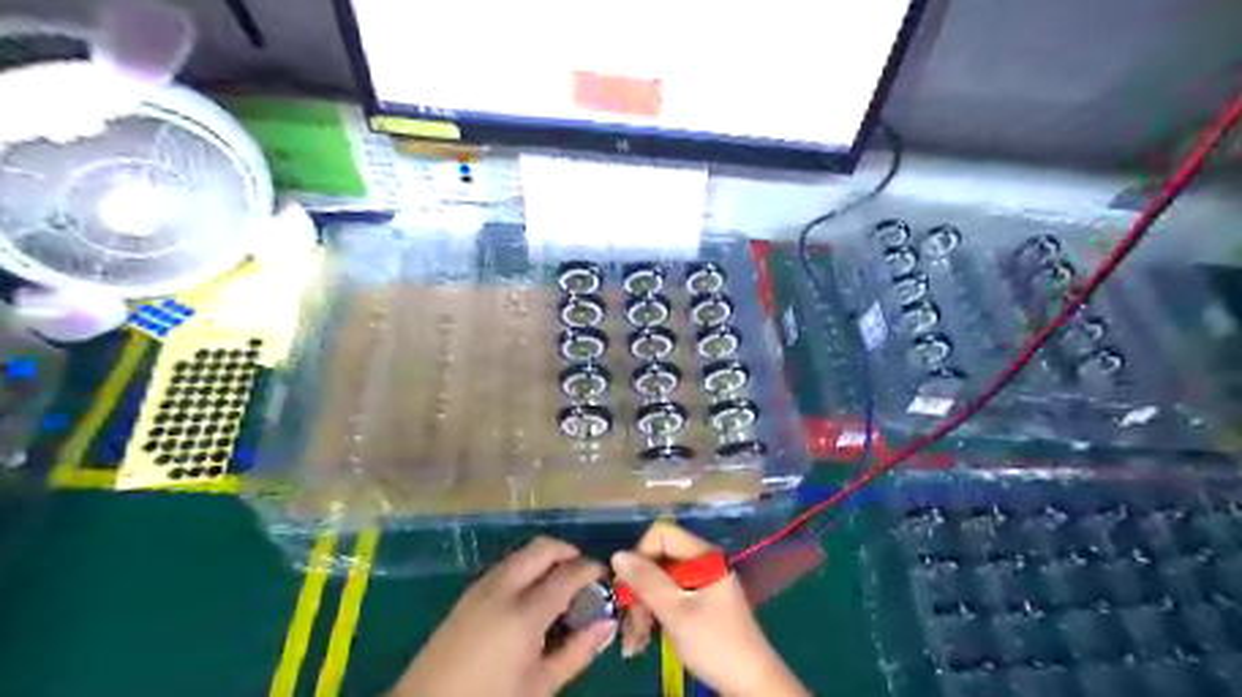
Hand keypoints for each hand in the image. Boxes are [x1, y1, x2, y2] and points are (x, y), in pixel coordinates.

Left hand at [392, 538, 614, 695]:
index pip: (567, 573)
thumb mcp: (539, 686)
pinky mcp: (467, 595)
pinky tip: (530, 597)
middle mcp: (503, 588)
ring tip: (558, 586)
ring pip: (522, 554)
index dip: (590, 569)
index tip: (604, 576)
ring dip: (545, 559)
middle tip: (582, 574)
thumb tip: (607, 623)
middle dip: (567, 552)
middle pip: (542, 548)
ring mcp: (481, 588)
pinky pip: (505, 567)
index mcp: (524, 612)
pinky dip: (526, 569)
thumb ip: (577, 652)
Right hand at [612, 524, 811, 696]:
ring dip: (642, 609)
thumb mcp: (676, 611)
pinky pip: (667, 599)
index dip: (641, 555)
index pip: (662, 534)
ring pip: (658, 583)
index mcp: (703, 555)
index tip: (630, 586)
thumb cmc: (715, 643)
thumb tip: (618, 555)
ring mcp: (700, 584)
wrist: (749, 683)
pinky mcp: (698, 604)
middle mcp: (701, 563)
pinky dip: (653, 616)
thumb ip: (647, 581)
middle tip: (628, 622)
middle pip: (658, 560)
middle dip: (639, 590)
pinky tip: (642, 641)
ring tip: (634, 641)